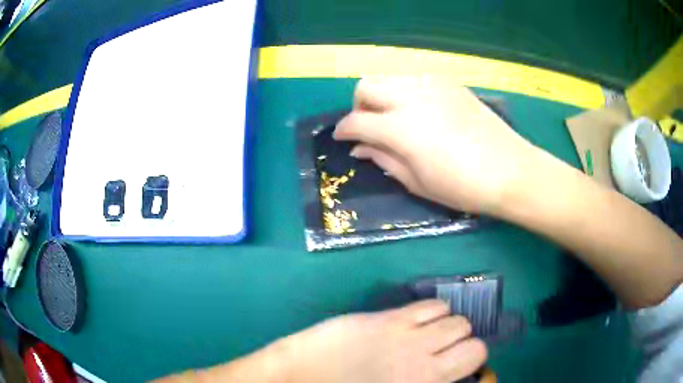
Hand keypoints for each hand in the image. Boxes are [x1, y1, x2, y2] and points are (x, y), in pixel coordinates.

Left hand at [156, 301, 486, 382]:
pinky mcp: (387, 319)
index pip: (477, 363)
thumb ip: (423, 381)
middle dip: (466, 344)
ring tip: (432, 335)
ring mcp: (408, 338)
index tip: (461, 367)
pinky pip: (430, 305)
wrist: (299, 377)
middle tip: (445, 352)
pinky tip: (420, 320)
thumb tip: (442, 372)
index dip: (475, 365)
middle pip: (473, 341)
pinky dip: (435, 310)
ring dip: (451, 326)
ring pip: (457, 319)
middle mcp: (425, 362)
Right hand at [334, 77, 538, 213]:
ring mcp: (432, 85)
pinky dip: (406, 92)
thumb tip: (359, 148)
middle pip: (366, 86)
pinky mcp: (450, 83)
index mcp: (401, 128)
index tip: (343, 139)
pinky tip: (420, 112)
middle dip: (359, 106)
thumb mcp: (417, 182)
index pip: (356, 121)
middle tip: (369, 127)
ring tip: (395, 119)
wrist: (510, 171)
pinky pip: (414, 79)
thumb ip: (383, 159)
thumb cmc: (463, 187)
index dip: (344, 131)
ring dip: (382, 96)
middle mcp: (411, 97)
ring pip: (389, 78)